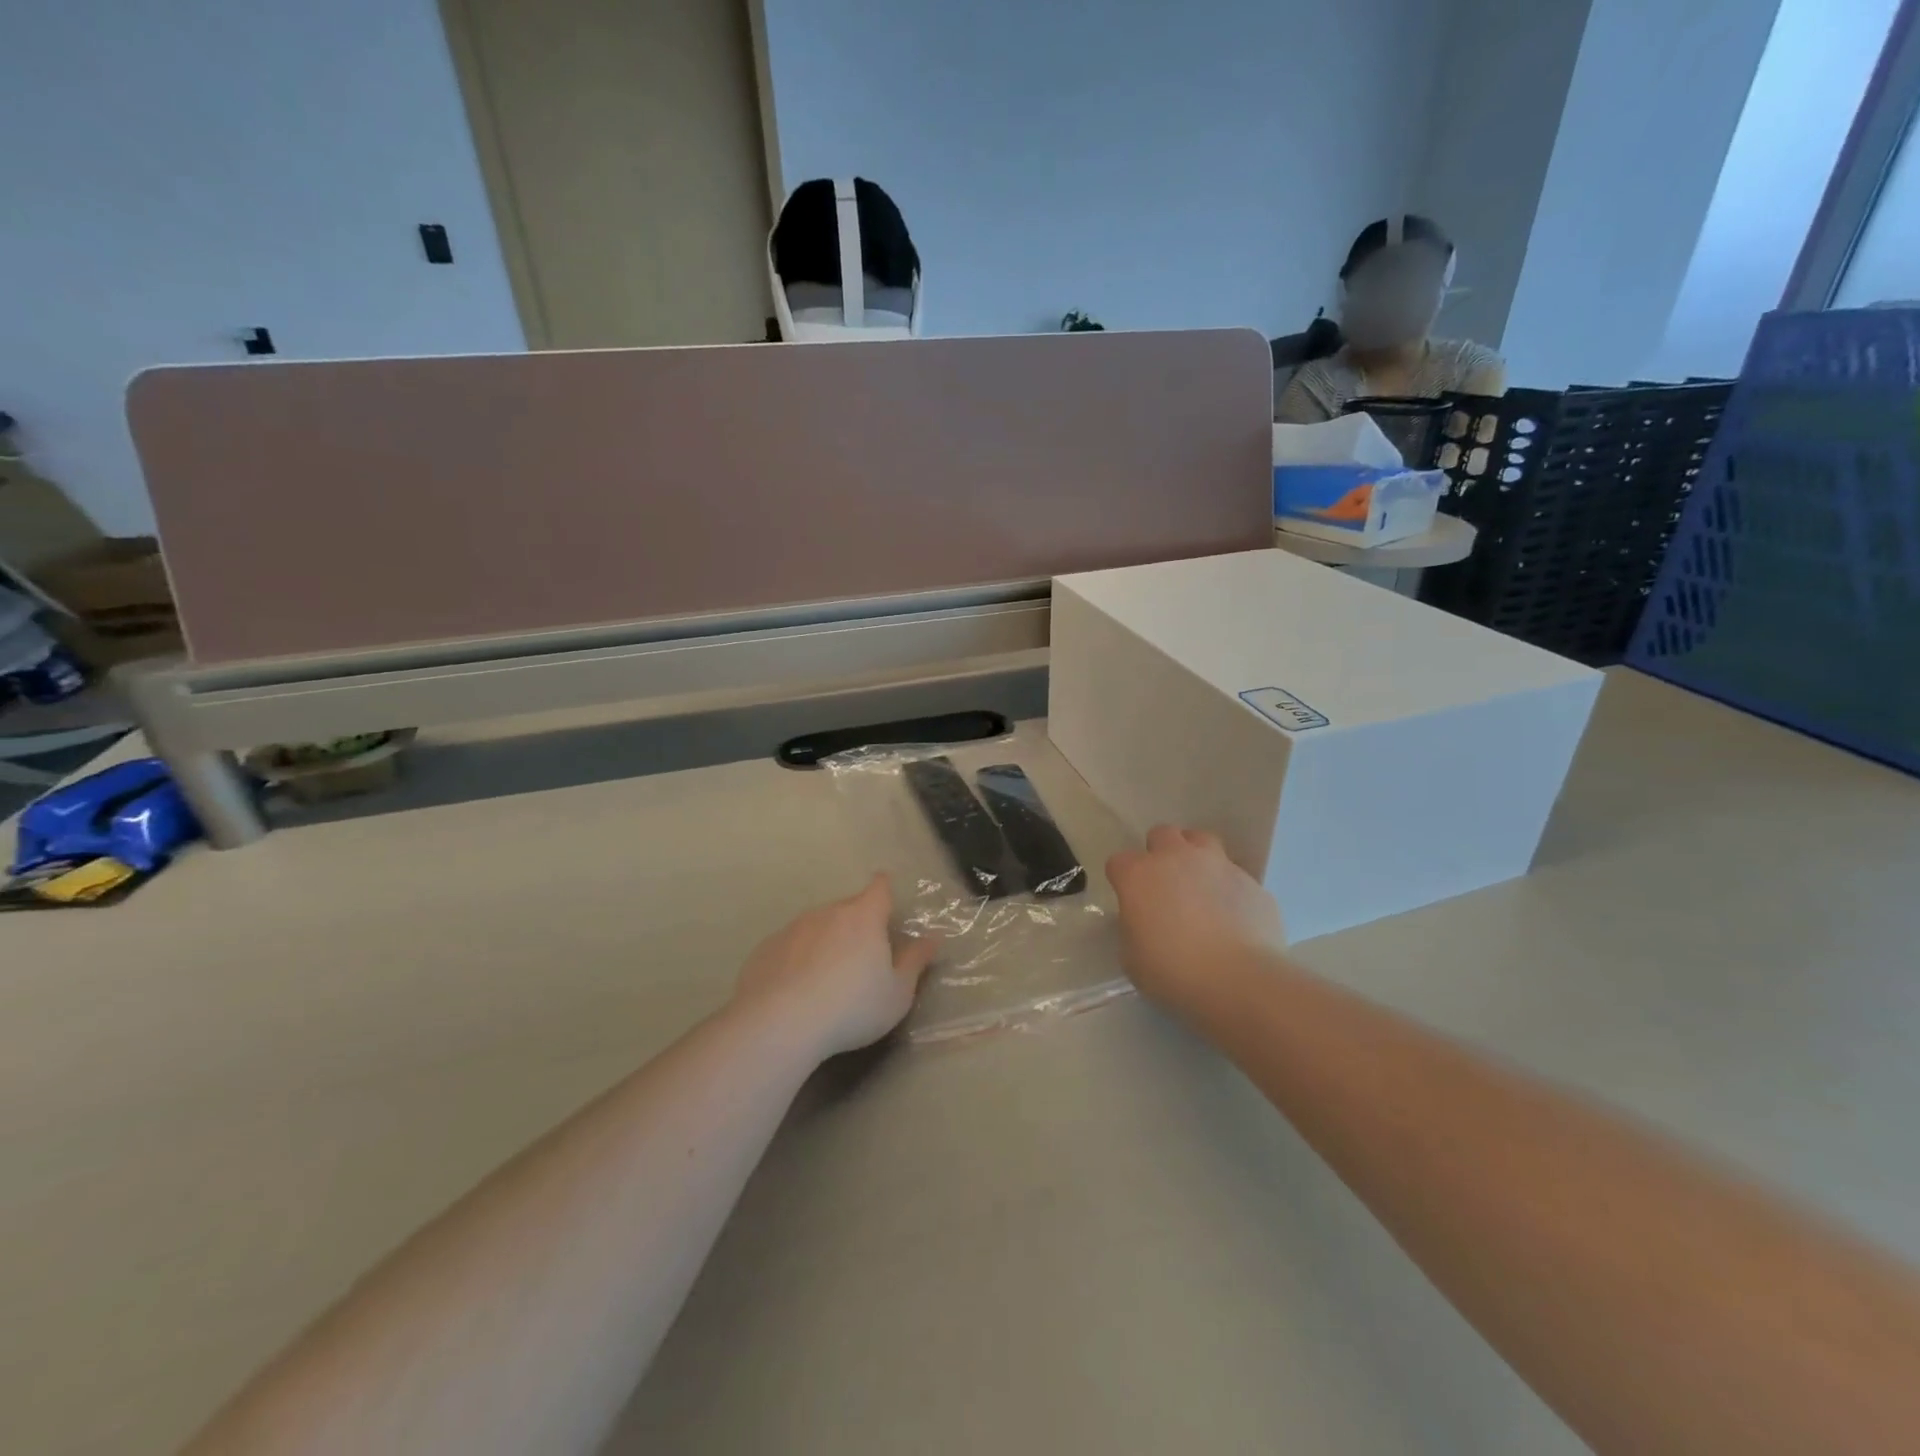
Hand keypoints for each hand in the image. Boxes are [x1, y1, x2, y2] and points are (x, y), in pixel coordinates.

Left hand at [733, 874, 936, 1058]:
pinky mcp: (765, 949)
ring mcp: (793, 928)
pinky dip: (797, 959)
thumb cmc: (851, 1008)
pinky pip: (790, 946)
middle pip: (848, 908)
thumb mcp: (897, 993)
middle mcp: (827, 912)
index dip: (885, 889)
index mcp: (864, 917)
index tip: (887, 898)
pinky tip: (796, 990)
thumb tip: (932, 938)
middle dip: (857, 924)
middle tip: (863, 956)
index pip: (879, 888)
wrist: (779, 1024)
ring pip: (817, 926)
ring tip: (827, 978)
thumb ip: (915, 962)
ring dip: (825, 941)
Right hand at [1106, 826, 1285, 1014]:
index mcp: (1139, 875)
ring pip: (1202, 841)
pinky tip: (1232, 915)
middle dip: (1160, 852)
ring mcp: (1218, 865)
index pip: (1119, 862)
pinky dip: (1228, 888)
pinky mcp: (1252, 881)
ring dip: (1196, 856)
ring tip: (1200, 886)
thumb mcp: (1133, 958)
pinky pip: (1234, 875)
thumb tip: (1144, 922)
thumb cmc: (1174, 972)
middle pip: (1162, 834)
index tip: (1130, 901)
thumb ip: (1134, 929)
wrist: (1241, 980)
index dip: (1123, 880)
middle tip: (1165, 884)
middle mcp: (1177, 858)